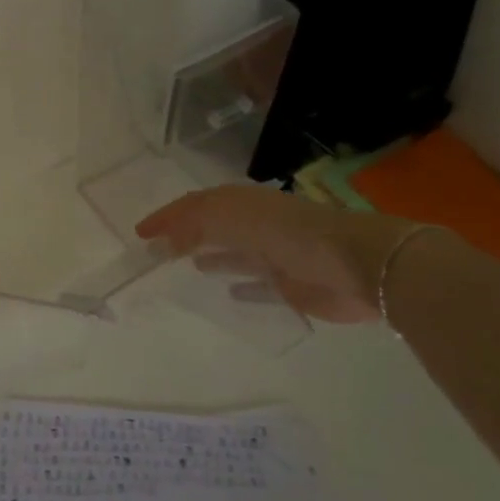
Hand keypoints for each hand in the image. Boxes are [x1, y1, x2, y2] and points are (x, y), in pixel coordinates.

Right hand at [136, 185, 414, 323]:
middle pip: (215, 227)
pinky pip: (258, 286)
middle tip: (156, 250)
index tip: (140, 233)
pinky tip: (226, 295)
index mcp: (244, 205)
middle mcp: (258, 227)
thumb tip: (161, 242)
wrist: (359, 266)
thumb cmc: (289, 234)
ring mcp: (276, 257)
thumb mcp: (232, 218)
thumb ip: (192, 224)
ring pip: (235, 255)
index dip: (168, 216)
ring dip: (211, 257)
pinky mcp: (291, 287)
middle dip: (186, 234)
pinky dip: (241, 288)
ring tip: (184, 266)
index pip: (197, 205)